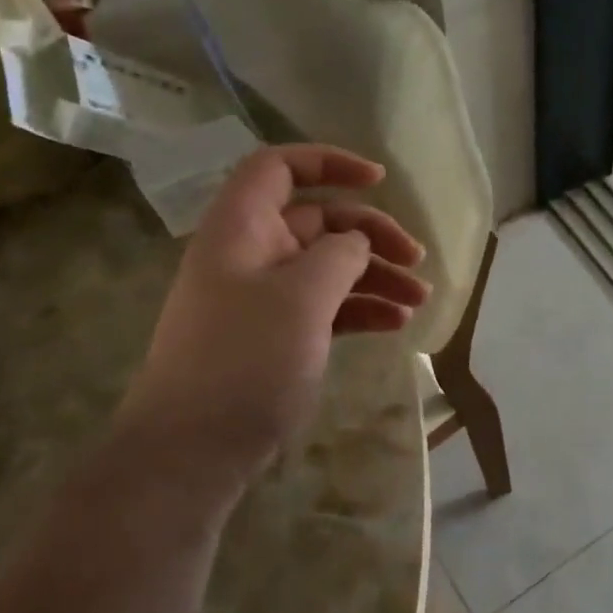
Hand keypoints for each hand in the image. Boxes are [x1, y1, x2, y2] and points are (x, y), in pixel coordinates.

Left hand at [114, 144, 429, 492]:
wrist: (193, 450)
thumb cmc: (245, 361)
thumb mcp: (301, 298)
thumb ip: (338, 255)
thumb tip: (356, 243)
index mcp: (243, 229)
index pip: (279, 168)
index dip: (328, 162)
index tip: (379, 180)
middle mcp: (252, 254)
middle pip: (319, 221)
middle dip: (372, 235)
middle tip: (417, 260)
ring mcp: (263, 299)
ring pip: (329, 268)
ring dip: (375, 276)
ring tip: (420, 300)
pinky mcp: (276, 336)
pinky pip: (326, 307)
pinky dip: (360, 309)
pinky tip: (396, 325)